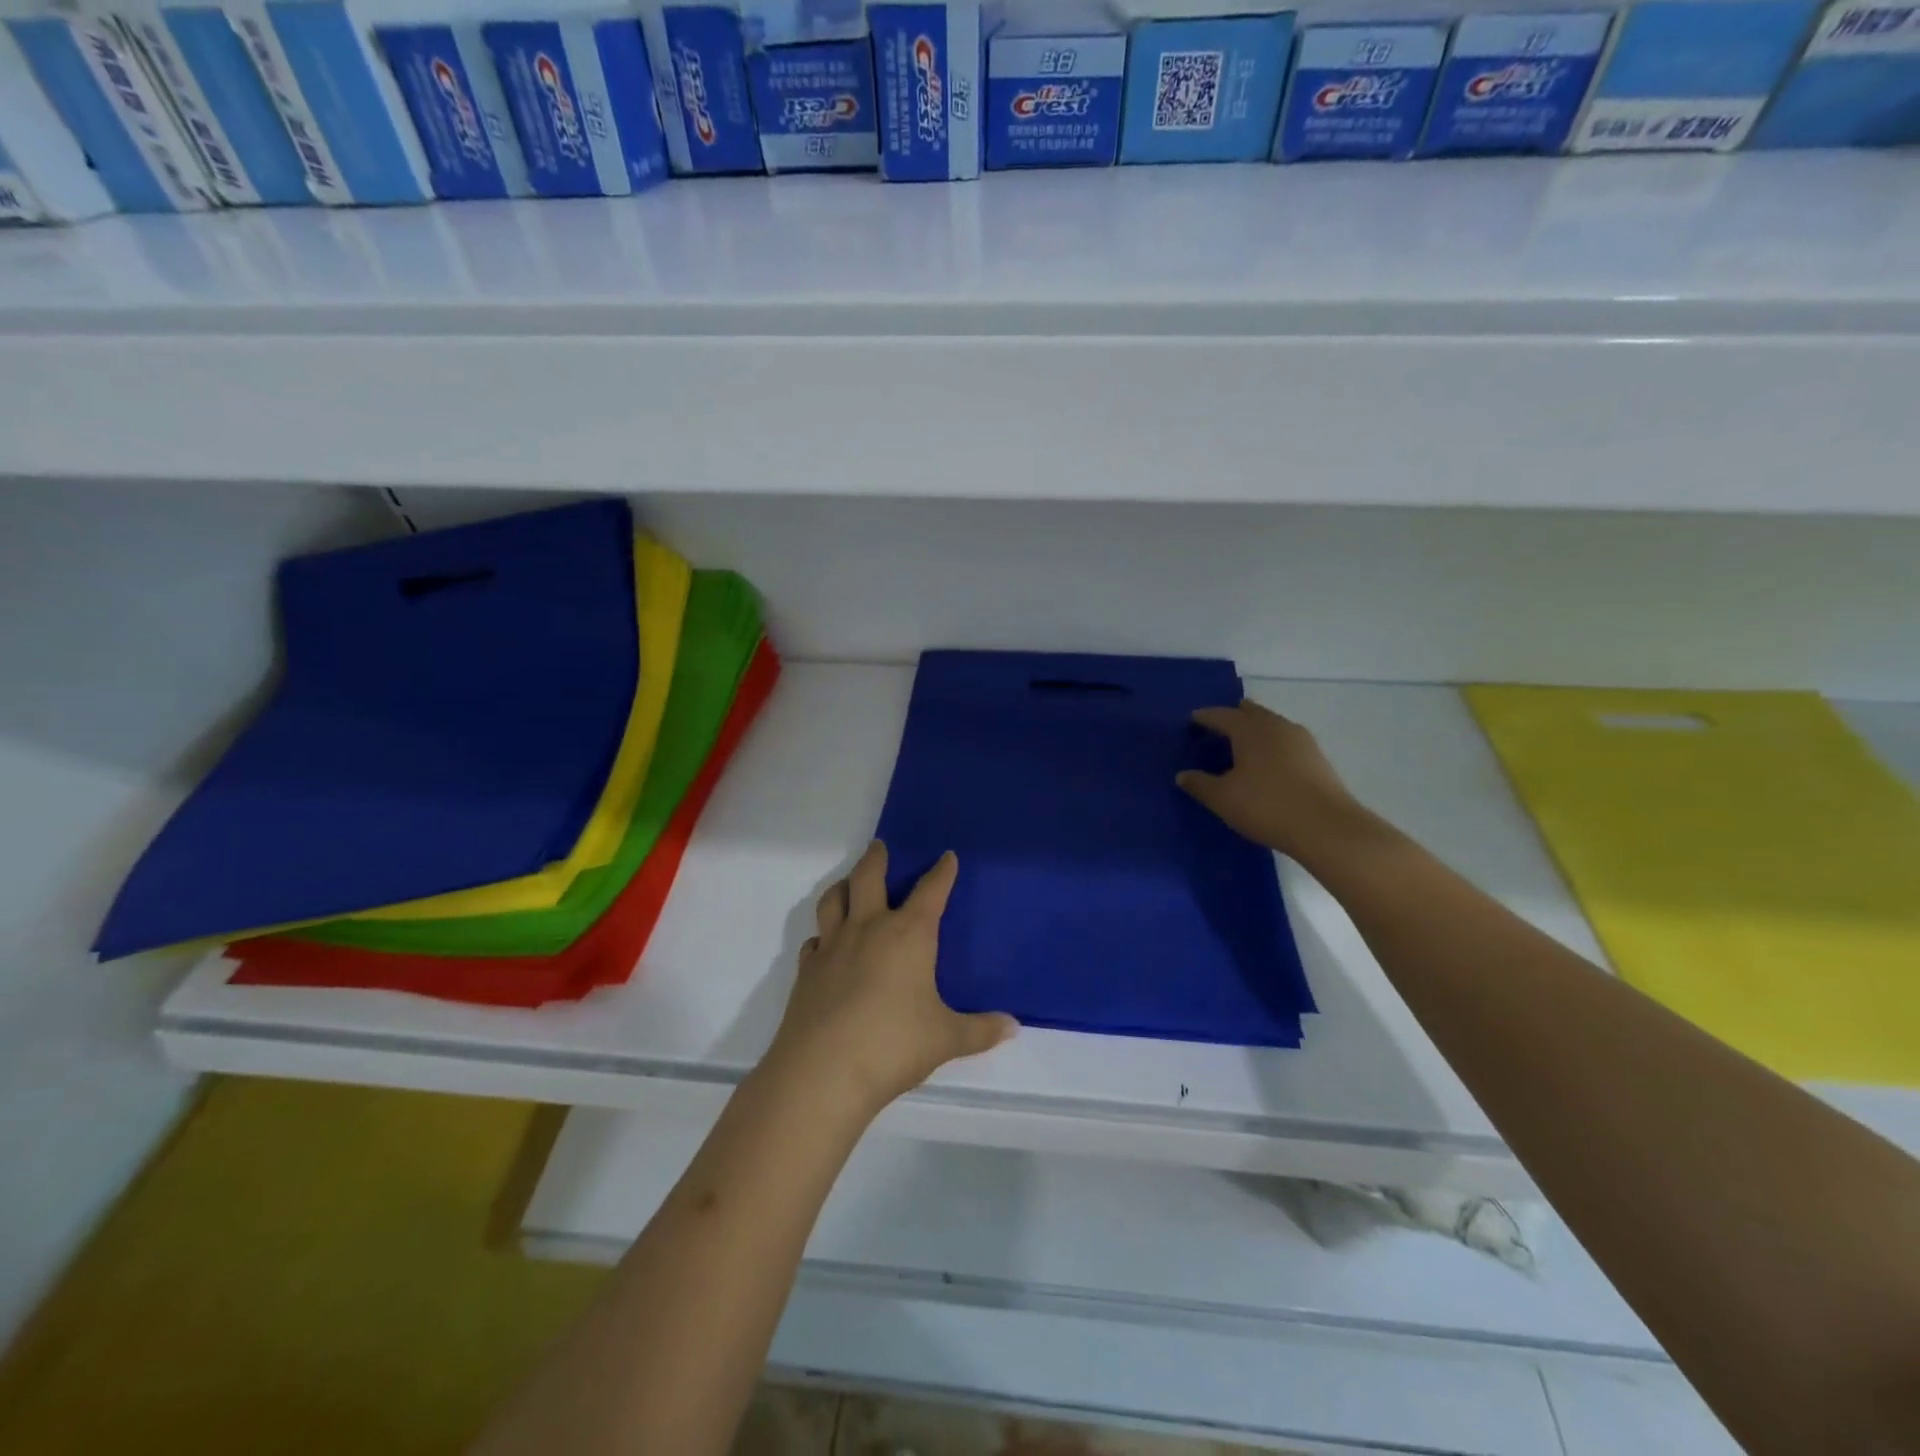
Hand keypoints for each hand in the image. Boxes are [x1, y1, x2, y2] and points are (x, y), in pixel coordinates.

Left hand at [767, 841, 1015, 1113]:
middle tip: (880, 846)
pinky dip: (824, 935)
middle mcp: (868, 929)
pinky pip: (815, 940)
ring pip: (833, 900)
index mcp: (908, 935)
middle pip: (868, 878)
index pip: (930, 891)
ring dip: (843, 886)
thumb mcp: (946, 1039)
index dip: (941, 871)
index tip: (947, 856)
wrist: (823, 1073)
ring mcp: (833, 946)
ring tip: (849, 884)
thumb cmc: (894, 1045)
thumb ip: (980, 1030)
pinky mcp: (807, 970)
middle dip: (877, 858)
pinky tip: (828, 945)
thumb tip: (1013, 1026)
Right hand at [1177, 699, 1367, 860]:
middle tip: (1217, 727)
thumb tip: (1182, 775)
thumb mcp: (1223, 799)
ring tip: (1241, 745)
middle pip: (1250, 712)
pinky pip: (1286, 741)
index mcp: (1250, 729)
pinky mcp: (1317, 758)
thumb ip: (1200, 784)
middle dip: (1233, 716)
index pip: (1221, 715)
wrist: (1327, 828)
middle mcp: (1276, 726)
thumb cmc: (1267, 806)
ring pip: (1271, 724)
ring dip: (1255, 730)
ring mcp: (1301, 740)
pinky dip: (1271, 744)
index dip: (1205, 717)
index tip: (1192, 720)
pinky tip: (1267, 763)